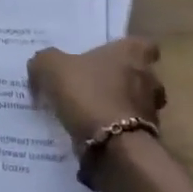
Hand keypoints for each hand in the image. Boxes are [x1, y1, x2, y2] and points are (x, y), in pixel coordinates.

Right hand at [28, 38, 166, 144]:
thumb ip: (45, 61)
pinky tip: (94, 136)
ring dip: (120, 108)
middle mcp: (149, 79)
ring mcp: (152, 111)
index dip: (128, 50)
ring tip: (93, 114)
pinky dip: (116, 132)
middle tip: (96, 85)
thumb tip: (40, 66)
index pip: (144, 45)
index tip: (111, 56)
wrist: (113, 147)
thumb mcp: (51, 68)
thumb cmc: (88, 94)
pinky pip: (131, 131)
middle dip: (123, 81)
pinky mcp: (148, 140)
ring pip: (138, 104)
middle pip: (142, 75)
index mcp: (132, 54)